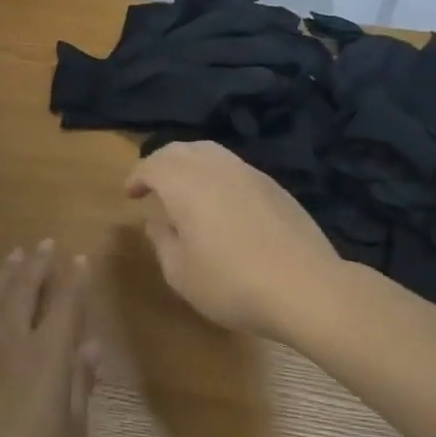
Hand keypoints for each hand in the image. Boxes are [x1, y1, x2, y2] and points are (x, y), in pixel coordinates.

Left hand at [0, 242, 98, 436]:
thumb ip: (80, 387)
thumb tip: (90, 347)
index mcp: (47, 358)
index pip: (64, 305)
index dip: (74, 279)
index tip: (80, 259)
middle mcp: (11, 343)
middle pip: (24, 290)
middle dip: (38, 264)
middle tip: (46, 244)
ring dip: (7, 272)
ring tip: (17, 255)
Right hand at [125, 141, 342, 341]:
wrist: (305, 287)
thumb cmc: (231, 283)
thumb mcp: (181, 273)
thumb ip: (163, 241)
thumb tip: (157, 221)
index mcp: (186, 183)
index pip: (153, 165)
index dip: (137, 176)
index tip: (130, 193)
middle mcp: (216, 167)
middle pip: (182, 149)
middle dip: (161, 162)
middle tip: (152, 184)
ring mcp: (250, 173)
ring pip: (211, 152)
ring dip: (191, 164)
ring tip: (185, 189)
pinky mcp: (275, 186)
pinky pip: (235, 168)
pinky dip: (217, 174)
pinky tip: (221, 202)